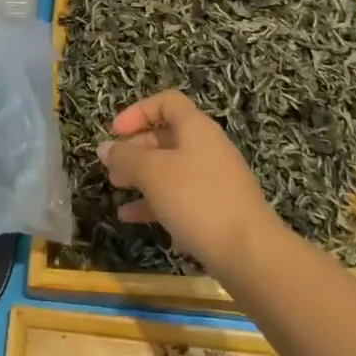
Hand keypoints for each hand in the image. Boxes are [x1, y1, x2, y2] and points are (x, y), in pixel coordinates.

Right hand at [97, 90, 280, 276]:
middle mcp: (207, 148)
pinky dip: (154, 201)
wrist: (249, 253)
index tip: (115, 132)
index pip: (167, 102)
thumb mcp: (154, 173)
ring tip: (116, 188)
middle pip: (166, 135)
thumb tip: (105, 147)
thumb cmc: (198, 200)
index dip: (138, 112)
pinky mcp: (215, 209)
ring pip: (170, 168)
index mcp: (196, 128)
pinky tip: (131, 217)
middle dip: (135, 148)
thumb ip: (126, 157)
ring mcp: (214, 180)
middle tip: (111, 165)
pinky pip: (179, 196)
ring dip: (141, 175)